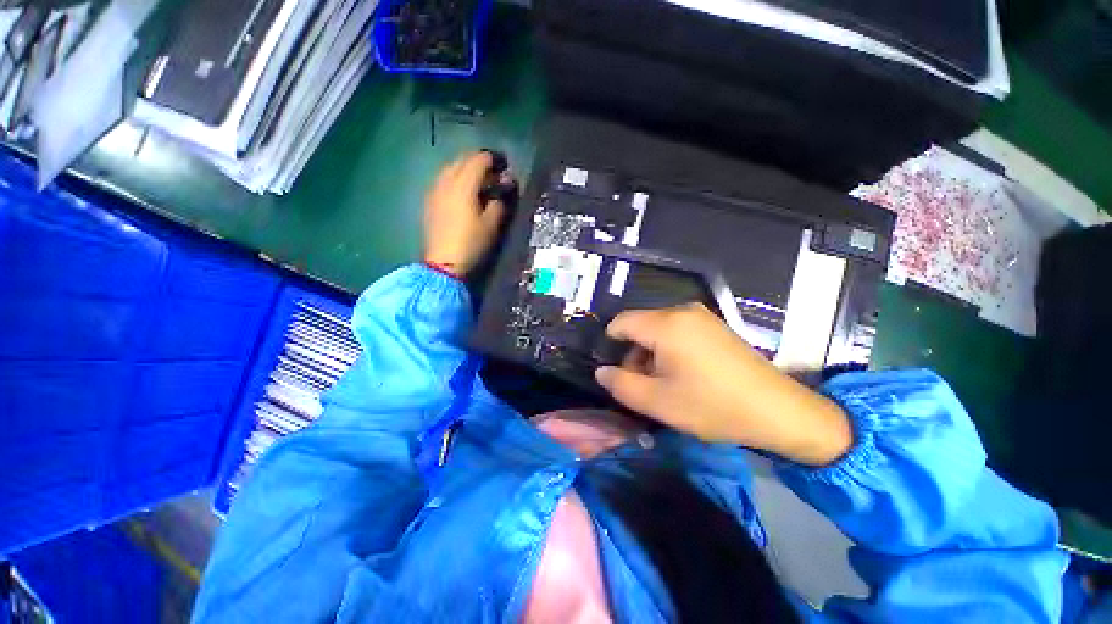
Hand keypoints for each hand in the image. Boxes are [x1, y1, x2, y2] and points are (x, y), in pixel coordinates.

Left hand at [423, 151, 513, 276]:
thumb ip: (499, 202)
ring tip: (478, 181)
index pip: (478, 160)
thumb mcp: (492, 225)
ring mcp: (435, 190)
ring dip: (465, 169)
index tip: (504, 165)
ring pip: (450, 168)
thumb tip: (504, 186)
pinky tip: (462, 191)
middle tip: (493, 173)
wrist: (444, 263)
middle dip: (479, 162)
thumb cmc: (471, 243)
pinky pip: (443, 180)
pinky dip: (455, 179)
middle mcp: (446, 181)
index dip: (493, 159)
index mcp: (464, 185)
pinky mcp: (429, 201)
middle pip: (462, 160)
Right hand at [595, 304, 852, 465]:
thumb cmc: (712, 406)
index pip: (620, 322)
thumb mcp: (657, 401)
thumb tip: (602, 371)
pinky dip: (670, 350)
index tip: (616, 372)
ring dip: (651, 353)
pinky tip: (684, 374)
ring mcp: (702, 316)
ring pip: (658, 329)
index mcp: (665, 324)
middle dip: (633, 353)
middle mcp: (682, 311)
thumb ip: (620, 384)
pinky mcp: (714, 325)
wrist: (779, 411)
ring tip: (664, 383)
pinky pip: (678, 331)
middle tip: (643, 385)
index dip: (610, 345)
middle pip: (640, 325)